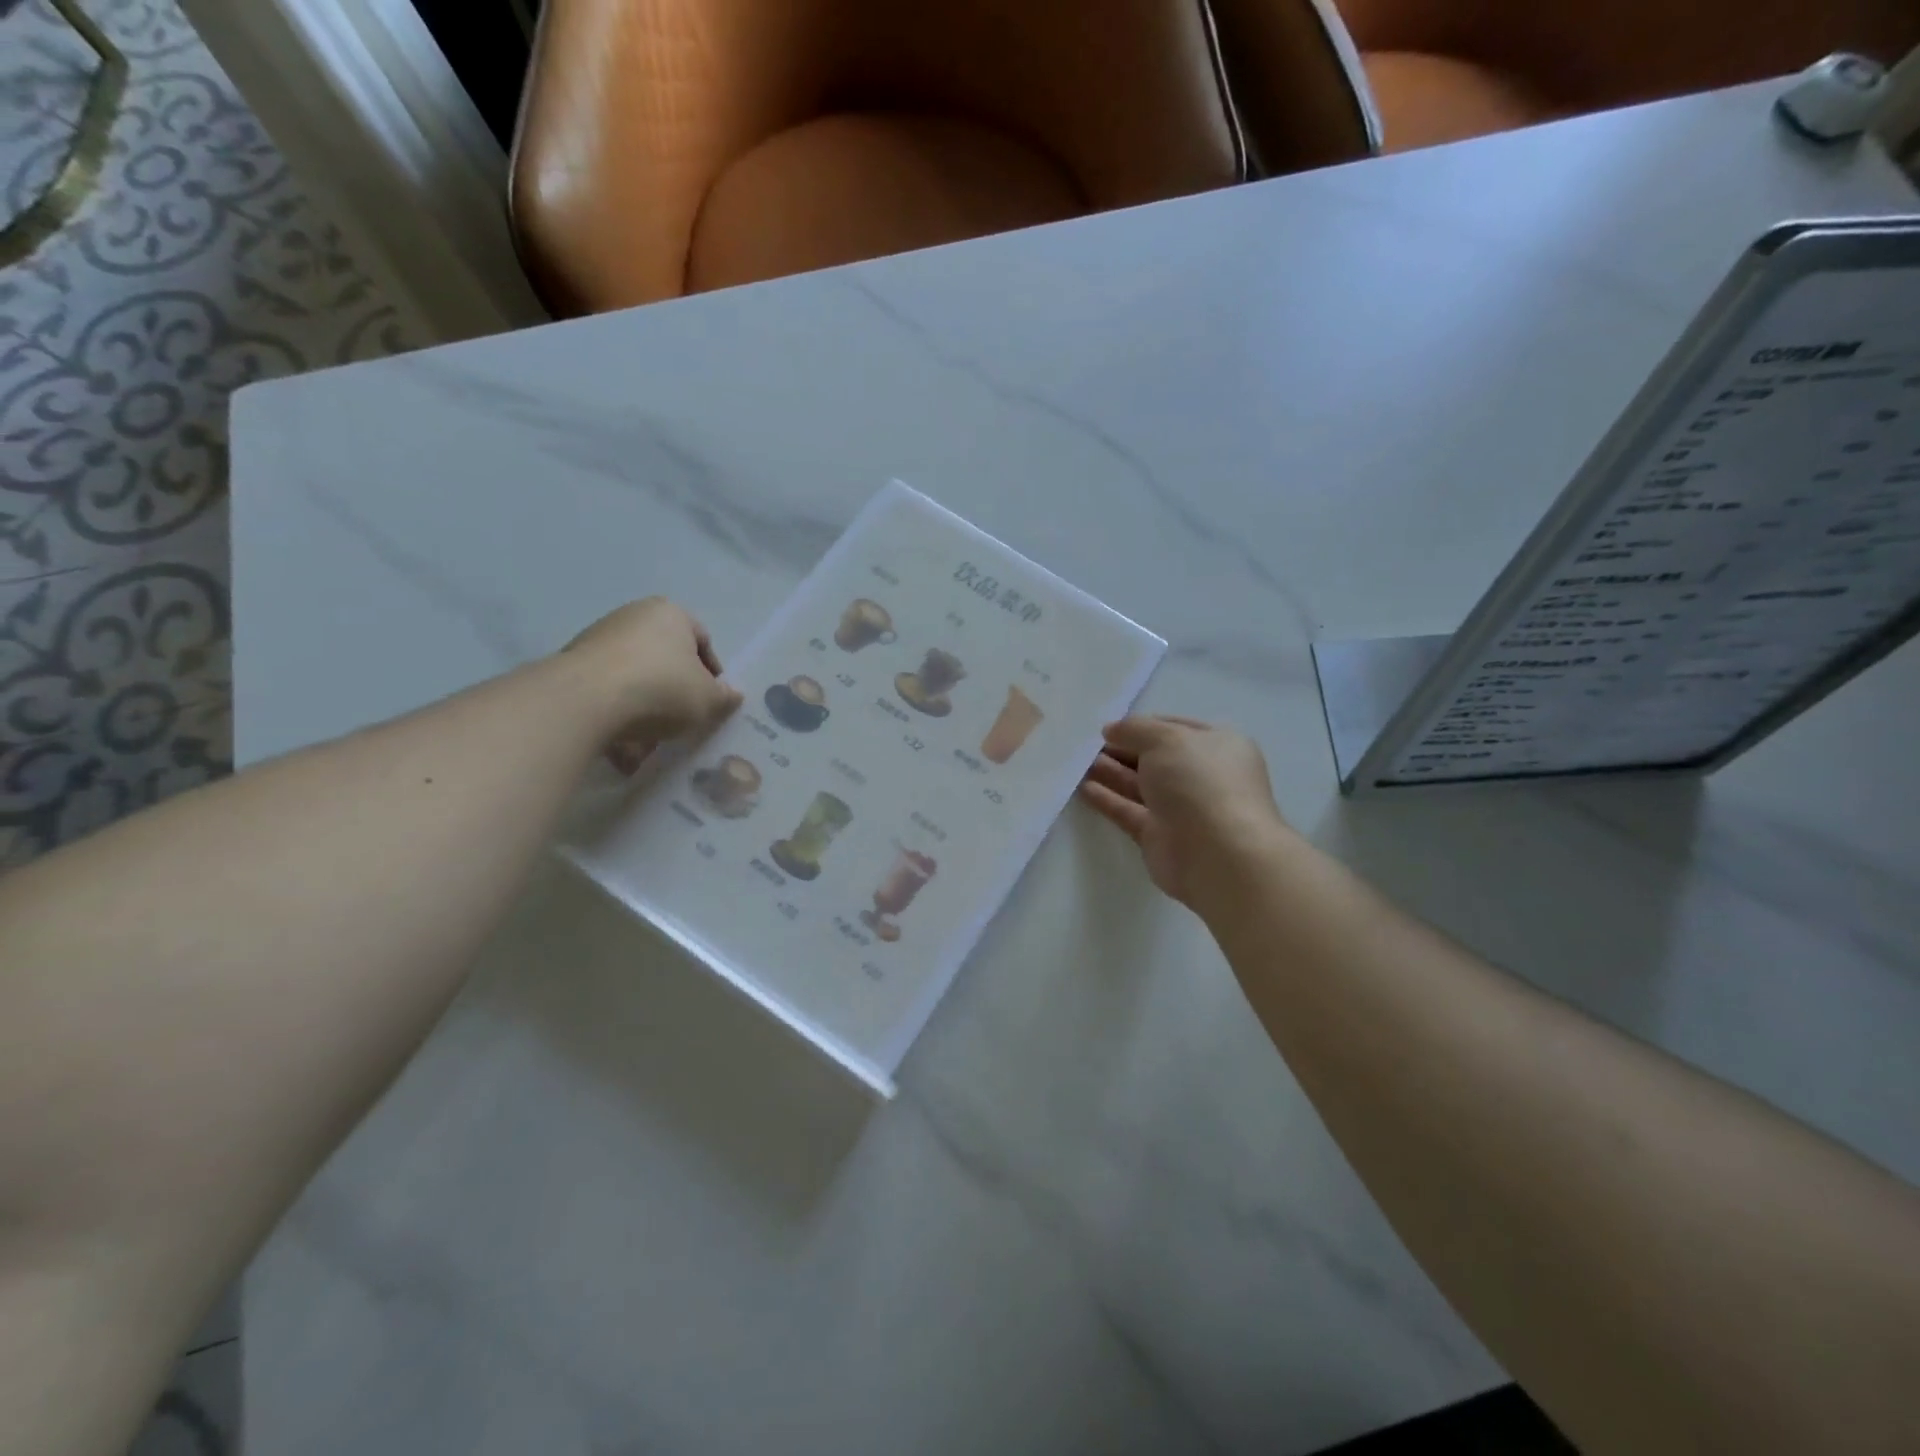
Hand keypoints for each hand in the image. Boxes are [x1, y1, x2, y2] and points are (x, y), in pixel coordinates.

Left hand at [560, 598, 742, 770]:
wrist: (586, 700)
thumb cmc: (662, 688)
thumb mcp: (708, 699)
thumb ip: (724, 697)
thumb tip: (733, 694)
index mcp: (670, 613)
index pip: (702, 641)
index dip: (712, 673)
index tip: (711, 701)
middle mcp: (633, 616)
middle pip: (666, 660)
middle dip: (675, 693)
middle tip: (683, 721)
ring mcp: (598, 639)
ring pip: (635, 679)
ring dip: (646, 710)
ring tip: (650, 744)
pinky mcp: (572, 665)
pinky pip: (607, 693)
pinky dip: (617, 716)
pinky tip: (622, 746)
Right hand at [1079, 716, 1287, 910]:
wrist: (1218, 854)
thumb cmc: (1200, 783)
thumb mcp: (1166, 739)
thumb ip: (1135, 729)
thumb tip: (1112, 730)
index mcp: (1217, 746)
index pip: (1175, 728)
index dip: (1142, 725)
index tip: (1109, 726)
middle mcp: (1201, 776)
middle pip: (1155, 758)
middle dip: (1122, 749)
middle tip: (1086, 745)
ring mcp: (1181, 809)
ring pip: (1140, 785)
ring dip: (1110, 772)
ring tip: (1077, 762)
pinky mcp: (1159, 836)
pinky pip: (1129, 811)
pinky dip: (1108, 799)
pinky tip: (1082, 788)